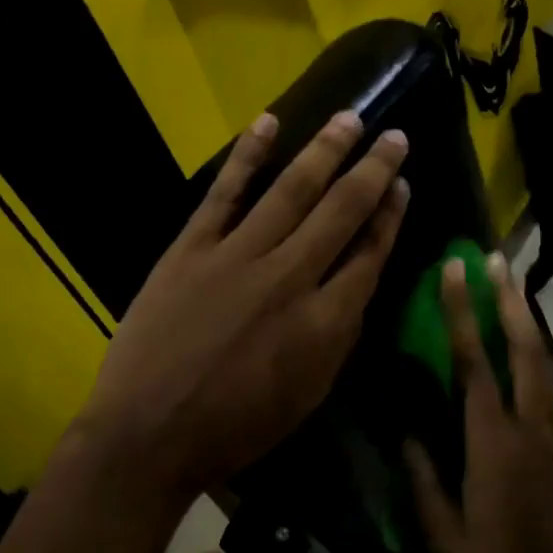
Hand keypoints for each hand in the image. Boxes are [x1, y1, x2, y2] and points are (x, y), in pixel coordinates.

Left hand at [73, 110, 408, 513]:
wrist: (150, 433)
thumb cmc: (236, 427)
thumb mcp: (308, 395)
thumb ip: (337, 339)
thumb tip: (354, 290)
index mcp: (325, 321)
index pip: (370, 255)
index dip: (390, 217)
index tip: (402, 187)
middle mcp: (290, 277)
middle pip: (342, 211)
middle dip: (373, 171)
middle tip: (395, 136)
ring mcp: (238, 256)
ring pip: (292, 190)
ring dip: (325, 150)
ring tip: (351, 118)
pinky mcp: (192, 248)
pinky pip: (224, 193)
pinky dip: (247, 155)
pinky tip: (268, 122)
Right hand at [406, 253, 552, 552]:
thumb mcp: (440, 528)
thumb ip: (423, 473)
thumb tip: (406, 429)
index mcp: (492, 445)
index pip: (476, 364)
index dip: (465, 313)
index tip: (457, 270)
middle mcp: (526, 430)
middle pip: (525, 351)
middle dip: (510, 301)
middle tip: (496, 258)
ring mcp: (545, 438)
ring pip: (542, 365)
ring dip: (527, 320)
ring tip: (512, 283)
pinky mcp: (550, 449)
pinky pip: (543, 386)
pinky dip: (533, 351)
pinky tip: (520, 339)